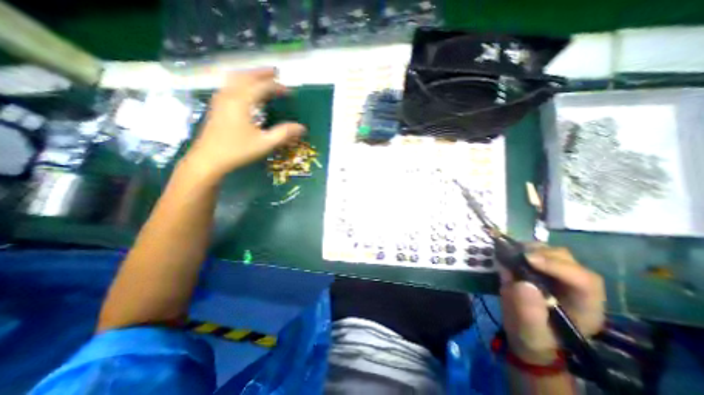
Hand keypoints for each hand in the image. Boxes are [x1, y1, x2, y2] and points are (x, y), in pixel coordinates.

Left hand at [185, 67, 306, 178]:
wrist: (208, 159)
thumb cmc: (238, 151)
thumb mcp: (265, 143)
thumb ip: (284, 133)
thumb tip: (302, 128)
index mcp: (242, 101)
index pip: (262, 87)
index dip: (277, 87)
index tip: (290, 92)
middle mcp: (229, 95)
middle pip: (246, 76)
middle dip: (261, 73)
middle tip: (275, 72)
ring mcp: (220, 99)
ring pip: (235, 78)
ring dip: (249, 75)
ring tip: (261, 77)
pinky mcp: (216, 106)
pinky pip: (229, 85)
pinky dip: (240, 82)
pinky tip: (244, 89)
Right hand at [500, 247, 604, 363]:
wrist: (523, 333)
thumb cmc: (531, 337)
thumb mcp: (529, 331)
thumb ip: (529, 311)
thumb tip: (523, 283)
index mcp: (584, 306)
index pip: (584, 281)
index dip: (558, 266)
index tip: (528, 259)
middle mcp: (574, 286)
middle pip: (567, 260)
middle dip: (541, 253)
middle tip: (516, 254)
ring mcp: (556, 275)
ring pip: (551, 252)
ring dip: (529, 248)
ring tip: (510, 253)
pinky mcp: (539, 269)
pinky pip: (534, 252)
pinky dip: (519, 248)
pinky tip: (507, 252)